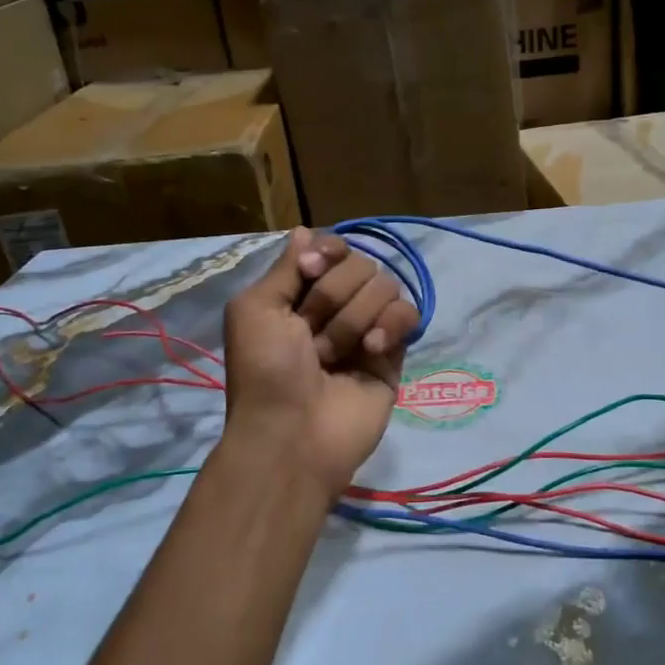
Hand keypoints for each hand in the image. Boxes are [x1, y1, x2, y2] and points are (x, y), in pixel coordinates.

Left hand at [220, 227, 419, 495]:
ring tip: (335, 355)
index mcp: (299, 293)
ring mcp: (367, 327)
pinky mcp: (396, 351)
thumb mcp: (255, 309)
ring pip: (385, 285)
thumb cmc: (265, 370)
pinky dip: (392, 325)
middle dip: (333, 296)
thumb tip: (305, 230)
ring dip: (354, 319)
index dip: (327, 253)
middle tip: (312, 334)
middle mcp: (335, 305)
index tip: (310, 271)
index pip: (331, 248)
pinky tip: (374, 350)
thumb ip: (285, 267)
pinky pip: (409, 313)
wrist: (293, 434)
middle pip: (359, 263)